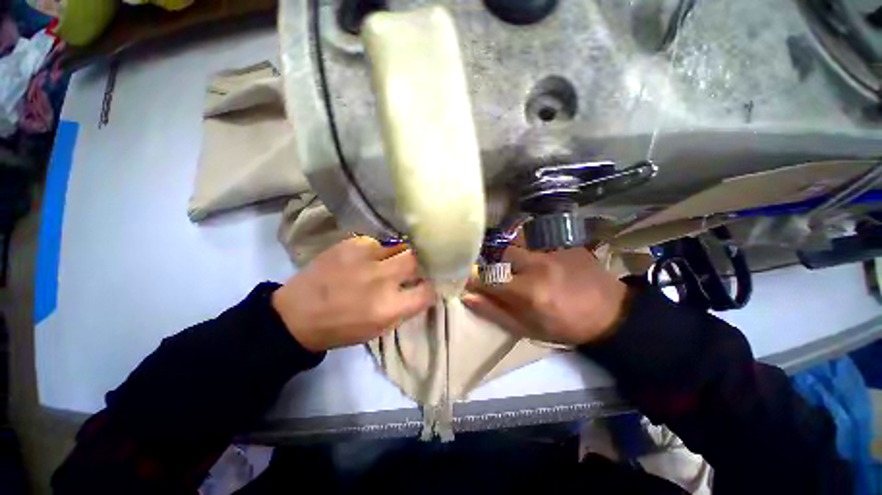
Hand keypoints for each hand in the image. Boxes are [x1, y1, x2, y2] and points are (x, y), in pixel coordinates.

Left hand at [272, 237, 435, 351]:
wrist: (296, 314)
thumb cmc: (341, 328)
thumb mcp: (379, 328)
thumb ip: (405, 308)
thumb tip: (424, 288)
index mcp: (388, 308)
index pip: (428, 291)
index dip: (433, 286)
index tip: (431, 283)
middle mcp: (380, 279)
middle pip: (417, 259)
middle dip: (422, 262)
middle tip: (419, 265)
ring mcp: (365, 257)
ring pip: (400, 246)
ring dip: (402, 254)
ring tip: (394, 260)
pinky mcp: (352, 243)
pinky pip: (379, 242)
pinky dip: (381, 250)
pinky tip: (371, 257)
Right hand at [463, 246, 628, 345]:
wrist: (611, 313)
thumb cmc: (565, 327)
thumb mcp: (528, 329)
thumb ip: (495, 312)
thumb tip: (468, 296)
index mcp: (528, 292)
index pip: (487, 278)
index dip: (473, 278)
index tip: (467, 280)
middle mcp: (536, 265)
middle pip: (500, 254)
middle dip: (494, 264)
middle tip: (499, 274)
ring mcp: (552, 250)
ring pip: (516, 242)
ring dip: (510, 253)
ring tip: (517, 265)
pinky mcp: (563, 242)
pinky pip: (535, 239)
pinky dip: (528, 247)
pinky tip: (536, 258)